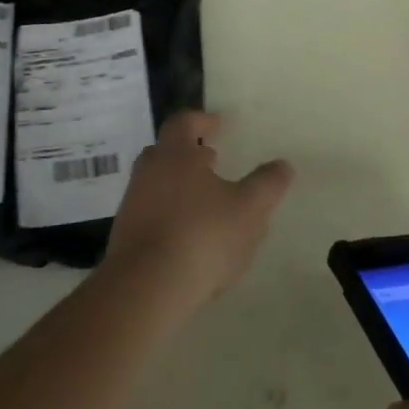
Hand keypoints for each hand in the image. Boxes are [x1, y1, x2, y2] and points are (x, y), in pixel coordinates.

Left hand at [102, 111, 294, 316]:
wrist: (146, 288)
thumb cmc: (202, 235)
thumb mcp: (249, 209)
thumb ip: (267, 184)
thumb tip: (283, 165)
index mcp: (175, 154)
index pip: (184, 122)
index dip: (202, 120)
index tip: (219, 125)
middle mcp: (148, 172)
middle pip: (166, 151)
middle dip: (189, 154)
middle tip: (212, 161)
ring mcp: (132, 204)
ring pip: (157, 184)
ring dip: (180, 187)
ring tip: (207, 204)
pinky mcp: (125, 237)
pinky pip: (151, 215)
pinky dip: (169, 216)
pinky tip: (189, 239)